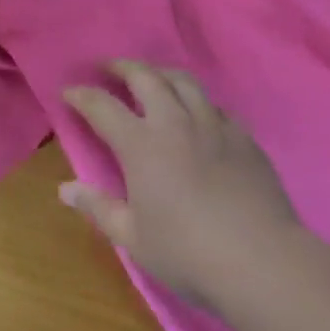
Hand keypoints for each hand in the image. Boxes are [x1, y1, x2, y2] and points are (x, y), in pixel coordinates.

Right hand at [61, 62, 302, 306]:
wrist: (263, 263)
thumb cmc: (188, 253)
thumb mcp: (133, 237)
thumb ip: (98, 207)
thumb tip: (66, 189)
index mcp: (141, 144)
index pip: (102, 105)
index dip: (81, 95)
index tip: (68, 92)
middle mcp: (174, 123)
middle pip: (145, 77)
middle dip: (122, 67)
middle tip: (109, 68)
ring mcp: (213, 126)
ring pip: (184, 81)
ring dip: (161, 73)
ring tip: (152, 77)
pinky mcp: (244, 138)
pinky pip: (216, 106)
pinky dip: (198, 101)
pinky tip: (198, 114)